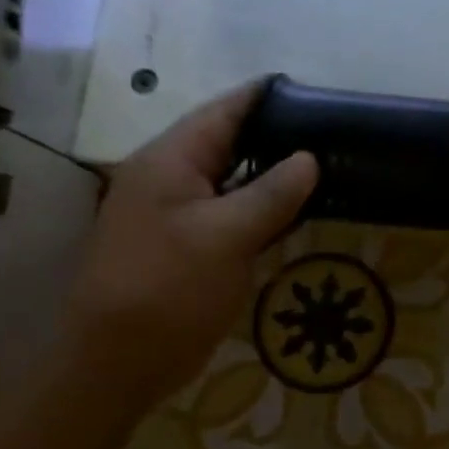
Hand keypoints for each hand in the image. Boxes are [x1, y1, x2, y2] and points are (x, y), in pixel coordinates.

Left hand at [63, 84, 317, 414]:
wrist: (119, 360)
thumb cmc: (169, 288)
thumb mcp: (227, 236)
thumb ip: (272, 193)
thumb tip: (309, 159)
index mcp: (169, 161)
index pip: (222, 112)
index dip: (263, 96)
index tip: (310, 88)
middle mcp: (170, 178)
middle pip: (227, 141)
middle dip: (274, 133)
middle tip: (329, 130)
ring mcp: (177, 213)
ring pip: (231, 178)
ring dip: (271, 170)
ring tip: (323, 162)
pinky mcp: (188, 244)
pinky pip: (232, 210)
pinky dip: (263, 205)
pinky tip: (296, 208)